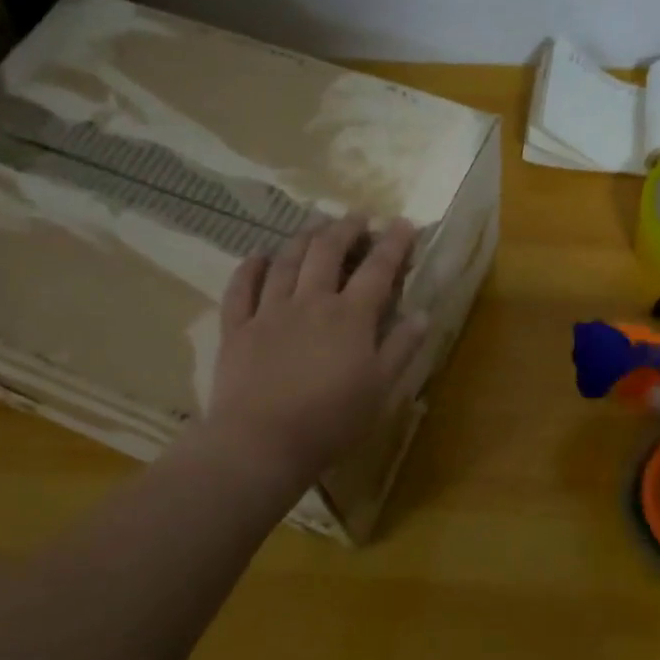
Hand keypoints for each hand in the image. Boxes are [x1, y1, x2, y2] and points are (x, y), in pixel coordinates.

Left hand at [203, 214, 428, 484]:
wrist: (262, 442)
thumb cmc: (331, 421)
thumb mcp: (380, 390)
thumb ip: (401, 348)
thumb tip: (422, 313)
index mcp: (350, 317)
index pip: (377, 269)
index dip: (393, 244)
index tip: (404, 224)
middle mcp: (310, 302)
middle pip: (328, 253)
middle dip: (345, 229)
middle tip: (357, 217)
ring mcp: (269, 312)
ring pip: (286, 262)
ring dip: (303, 239)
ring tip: (315, 227)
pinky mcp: (237, 329)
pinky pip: (241, 288)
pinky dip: (250, 268)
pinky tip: (258, 256)